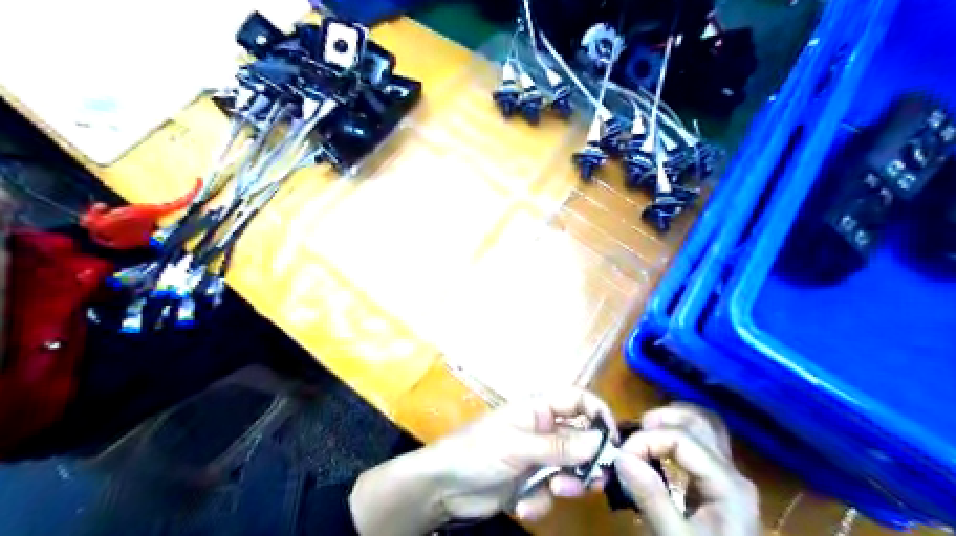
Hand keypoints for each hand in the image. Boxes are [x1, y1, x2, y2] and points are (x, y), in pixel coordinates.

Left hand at [350, 387, 611, 532]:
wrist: (443, 487)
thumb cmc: (477, 452)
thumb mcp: (519, 446)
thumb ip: (560, 446)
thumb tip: (601, 442)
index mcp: (539, 409)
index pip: (578, 401)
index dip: (598, 415)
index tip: (613, 442)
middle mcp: (543, 430)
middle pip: (581, 440)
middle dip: (586, 461)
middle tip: (591, 480)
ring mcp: (537, 458)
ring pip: (571, 469)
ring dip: (566, 484)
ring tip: (552, 492)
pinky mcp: (530, 483)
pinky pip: (551, 493)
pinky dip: (540, 501)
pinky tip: (522, 505)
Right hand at [613, 404, 762, 532]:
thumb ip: (651, 497)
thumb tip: (620, 456)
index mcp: (729, 485)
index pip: (683, 439)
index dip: (648, 439)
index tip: (621, 457)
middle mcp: (734, 473)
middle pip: (702, 422)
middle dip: (663, 419)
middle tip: (634, 433)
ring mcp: (730, 477)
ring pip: (705, 428)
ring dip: (673, 422)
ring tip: (644, 432)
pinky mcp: (720, 485)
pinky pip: (702, 445)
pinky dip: (678, 436)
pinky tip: (660, 448)